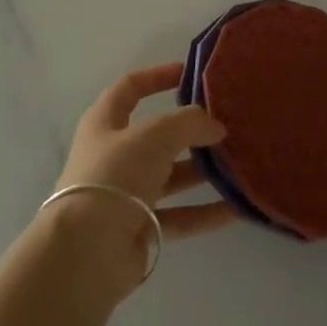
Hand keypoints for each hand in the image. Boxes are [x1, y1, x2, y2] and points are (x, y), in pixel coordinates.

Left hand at [47, 64, 235, 292]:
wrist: (86, 253)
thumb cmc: (115, 177)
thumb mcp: (155, 136)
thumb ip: (189, 123)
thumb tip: (215, 126)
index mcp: (105, 123)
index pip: (130, 88)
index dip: (157, 76)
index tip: (189, 73)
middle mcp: (114, 155)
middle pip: (157, 136)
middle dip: (191, 130)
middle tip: (227, 125)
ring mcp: (126, 194)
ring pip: (172, 176)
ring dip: (203, 171)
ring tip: (240, 164)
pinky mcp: (140, 229)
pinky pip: (180, 214)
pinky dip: (205, 211)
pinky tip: (237, 208)